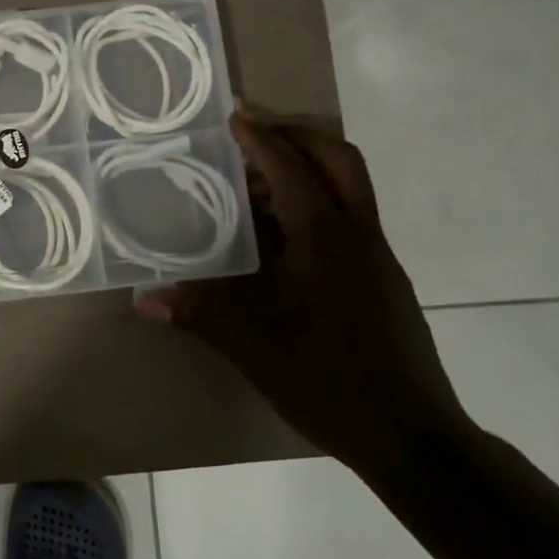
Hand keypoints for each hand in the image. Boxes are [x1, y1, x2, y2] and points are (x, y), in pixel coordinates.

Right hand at [135, 110, 471, 477]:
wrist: (414, 439)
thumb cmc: (333, 385)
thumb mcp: (256, 350)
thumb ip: (200, 316)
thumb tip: (144, 299)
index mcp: (329, 246)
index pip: (296, 174)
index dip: (264, 142)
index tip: (235, 119)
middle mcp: (359, 241)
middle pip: (342, 163)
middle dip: (299, 138)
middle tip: (254, 134)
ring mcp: (376, 260)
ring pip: (349, 190)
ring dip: (305, 172)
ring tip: (252, 185)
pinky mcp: (380, 281)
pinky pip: (347, 220)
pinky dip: (313, 206)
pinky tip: (276, 237)